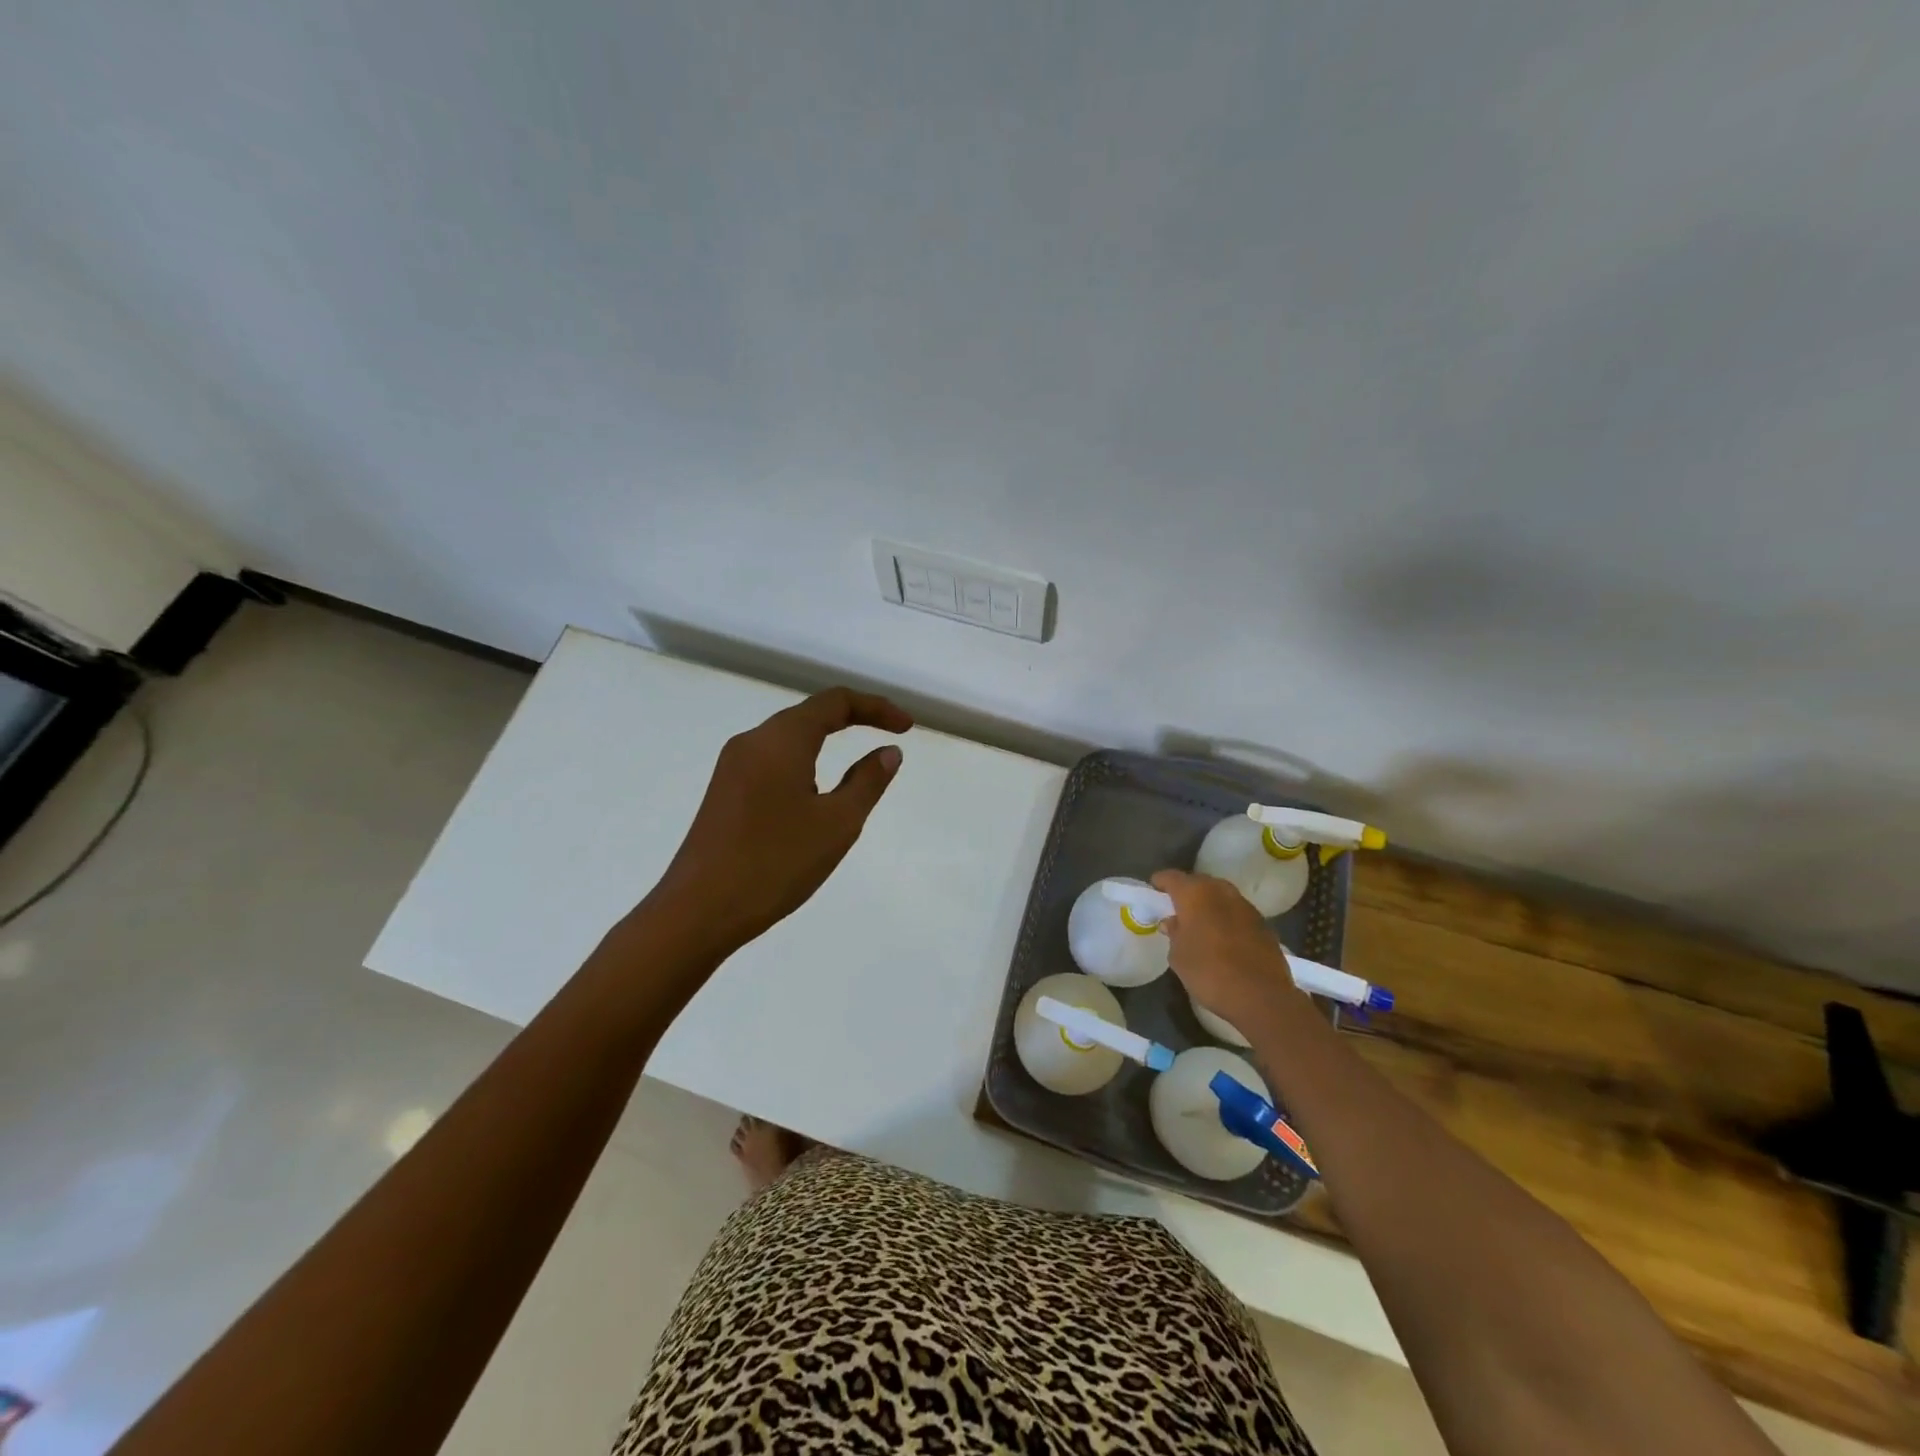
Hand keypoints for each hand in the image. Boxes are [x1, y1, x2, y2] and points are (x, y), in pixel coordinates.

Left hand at [651, 688, 912, 957]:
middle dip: (854, 720)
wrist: (698, 911)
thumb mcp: (837, 823)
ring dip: (827, 742)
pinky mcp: (723, 791)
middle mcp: (752, 741)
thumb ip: (868, 781)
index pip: (835, 701)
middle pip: (810, 714)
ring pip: (789, 738)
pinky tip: (815, 796)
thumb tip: (888, 752)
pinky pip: (772, 762)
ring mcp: (732, 766)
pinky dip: (804, 763)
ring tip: (857, 772)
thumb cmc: (775, 862)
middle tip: (889, 740)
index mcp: (781, 739)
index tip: (906, 728)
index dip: (876, 707)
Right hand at [1150, 869, 1298, 1028]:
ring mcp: (1246, 906)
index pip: (1172, 877)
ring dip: (1209, 903)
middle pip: (1199, 882)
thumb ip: (1173, 933)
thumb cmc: (1210, 972)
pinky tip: (1223, 936)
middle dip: (1187, 891)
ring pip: (1221, 895)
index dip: (1161, 882)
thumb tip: (1172, 922)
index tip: (1154, 889)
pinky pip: (1237, 912)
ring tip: (1200, 921)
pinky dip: (1227, 918)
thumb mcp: (1178, 957)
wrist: (1261, 996)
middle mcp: (1221, 892)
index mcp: (1195, 894)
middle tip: (1176, 906)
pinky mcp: (1263, 924)